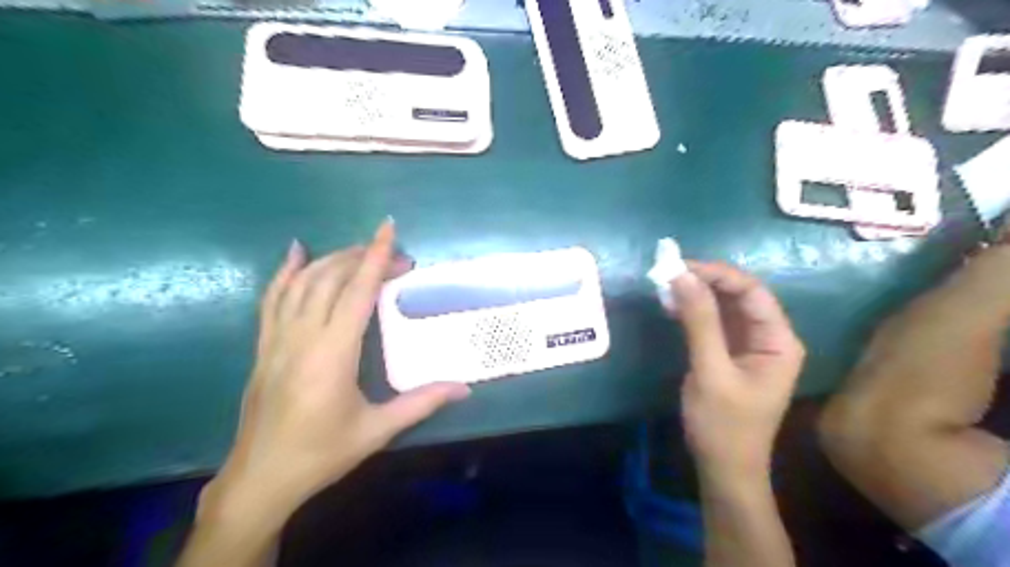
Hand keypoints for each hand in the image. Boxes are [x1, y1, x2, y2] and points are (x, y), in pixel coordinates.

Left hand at [202, 219, 475, 526]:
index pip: (357, 292)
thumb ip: (421, 403)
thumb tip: (464, 388)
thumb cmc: (321, 454)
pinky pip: (272, 298)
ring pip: (302, 283)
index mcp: (332, 354)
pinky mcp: (263, 346)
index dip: (376, 257)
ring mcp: (277, 339)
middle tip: (396, 257)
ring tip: (360, 251)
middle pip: (331, 279)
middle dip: (363, 257)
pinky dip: (286, 272)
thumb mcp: (376, 430)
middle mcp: (302, 338)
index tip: (389, 228)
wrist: (261, 479)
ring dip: (332, 260)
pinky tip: (297, 253)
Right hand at [670, 262, 805, 485]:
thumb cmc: (723, 425)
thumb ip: (699, 322)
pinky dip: (694, 312)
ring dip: (697, 295)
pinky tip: (673, 307)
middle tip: (668, 274)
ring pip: (725, 307)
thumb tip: (681, 277)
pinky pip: (714, 323)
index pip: (752, 292)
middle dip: (705, 282)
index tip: (680, 267)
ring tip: (666, 287)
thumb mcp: (711, 371)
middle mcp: (769, 338)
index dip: (718, 274)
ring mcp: (749, 346)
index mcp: (778, 341)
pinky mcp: (730, 354)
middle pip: (740, 296)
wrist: (724, 468)